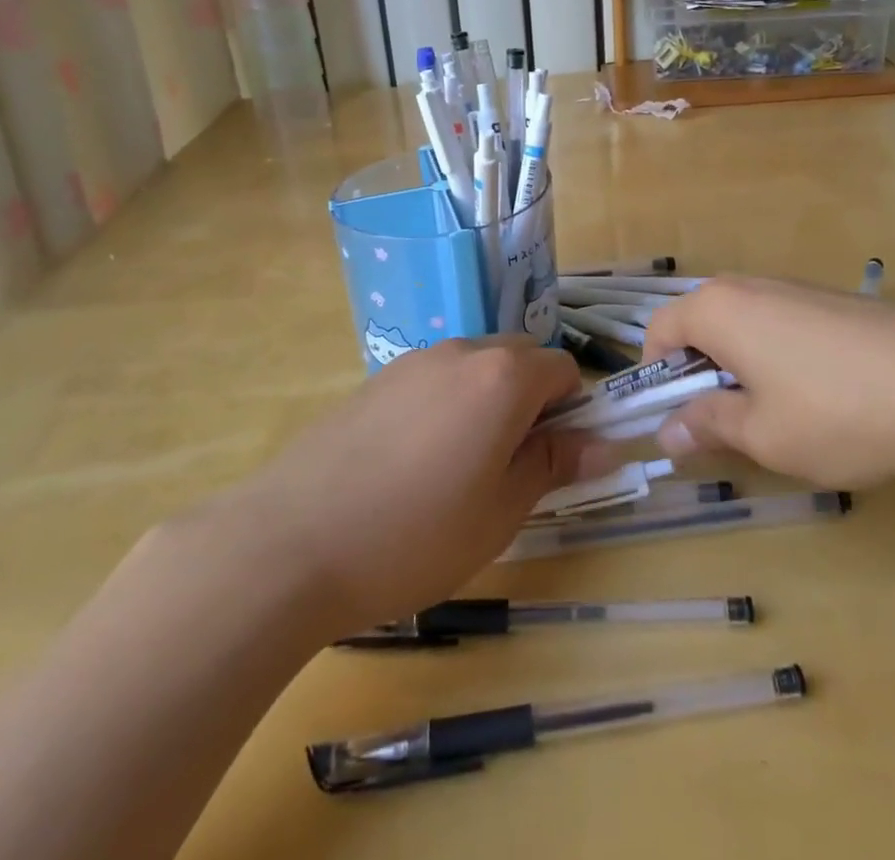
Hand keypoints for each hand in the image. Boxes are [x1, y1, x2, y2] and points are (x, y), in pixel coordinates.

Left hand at [177, 338, 616, 638]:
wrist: (290, 543)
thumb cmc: (415, 535)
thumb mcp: (501, 512)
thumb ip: (553, 465)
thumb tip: (603, 444)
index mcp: (502, 377)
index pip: (563, 370)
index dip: (570, 412)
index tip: (553, 460)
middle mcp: (461, 352)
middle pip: (519, 358)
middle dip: (530, 401)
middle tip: (509, 466)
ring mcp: (412, 362)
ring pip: (473, 367)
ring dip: (485, 402)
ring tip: (457, 470)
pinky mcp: (374, 380)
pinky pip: (431, 380)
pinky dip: (443, 406)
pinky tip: (410, 464)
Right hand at [642, 276, 894, 488]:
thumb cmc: (838, 410)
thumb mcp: (763, 435)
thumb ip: (709, 425)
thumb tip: (667, 431)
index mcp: (718, 308)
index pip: (659, 329)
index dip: (658, 377)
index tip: (681, 420)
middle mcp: (751, 286)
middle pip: (703, 325)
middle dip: (704, 374)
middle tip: (732, 425)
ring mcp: (798, 288)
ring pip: (747, 327)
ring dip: (745, 369)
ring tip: (783, 418)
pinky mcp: (836, 301)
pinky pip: (785, 325)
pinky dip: (783, 360)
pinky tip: (826, 399)